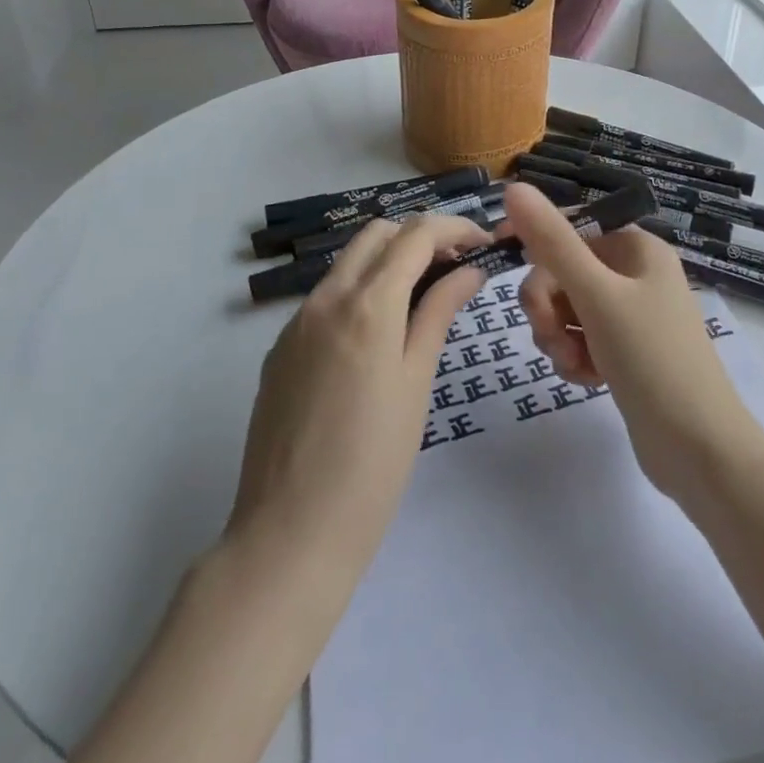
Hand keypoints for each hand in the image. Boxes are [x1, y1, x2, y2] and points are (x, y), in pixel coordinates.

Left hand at [225, 213, 489, 577]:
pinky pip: (326, 298)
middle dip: (420, 238)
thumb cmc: (373, 463)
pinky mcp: (280, 349)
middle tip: (455, 270)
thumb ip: (438, 314)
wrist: (290, 533)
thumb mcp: (416, 382)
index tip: (483, 245)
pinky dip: (360, 293)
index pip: (416, 234)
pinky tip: (378, 337)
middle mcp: (324, 298)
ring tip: (423, 300)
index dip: (454, 229)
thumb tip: (469, 271)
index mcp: (366, 304)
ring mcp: (295, 323)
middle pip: (377, 234)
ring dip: (388, 263)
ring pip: (348, 263)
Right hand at [508, 184, 758, 499]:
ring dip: (558, 336)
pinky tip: (587, 380)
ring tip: (573, 363)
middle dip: (548, 304)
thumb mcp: (597, 296)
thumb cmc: (652, 360)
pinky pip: (581, 340)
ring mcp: (631, 315)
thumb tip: (514, 187)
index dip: (534, 239)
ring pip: (568, 309)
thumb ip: (553, 243)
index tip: (498, 255)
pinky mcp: (625, 352)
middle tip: (550, 334)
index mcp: (637, 248)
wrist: (700, 450)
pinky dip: (574, 357)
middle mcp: (636, 274)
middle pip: (564, 271)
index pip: (571, 227)